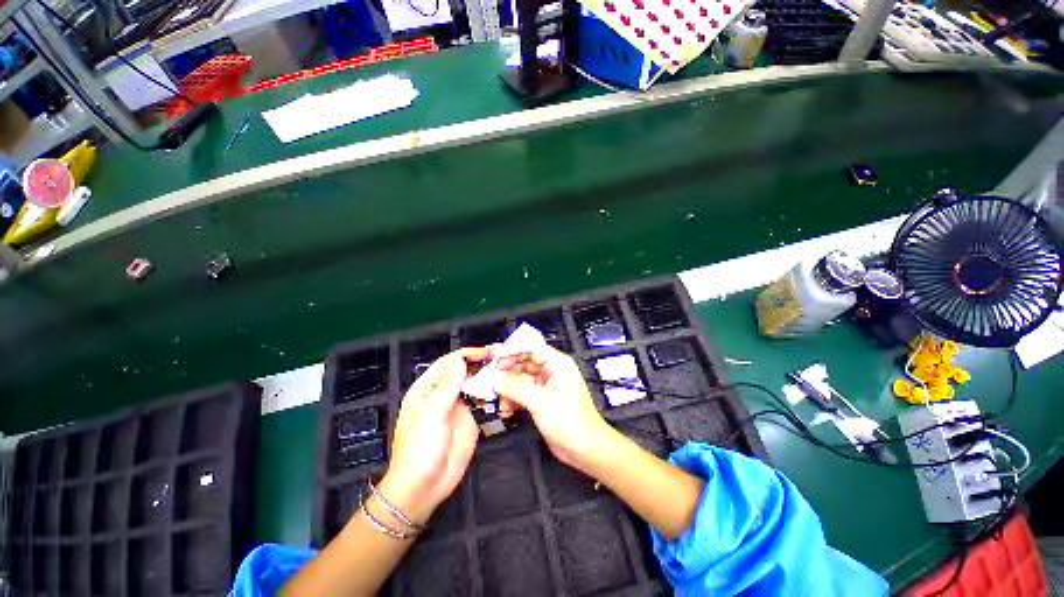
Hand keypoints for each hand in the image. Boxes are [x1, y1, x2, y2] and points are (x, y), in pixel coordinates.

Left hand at [379, 347, 491, 524]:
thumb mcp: (432, 414)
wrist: (424, 487)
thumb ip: (447, 385)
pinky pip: (483, 401)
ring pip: (475, 383)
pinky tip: (504, 390)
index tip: (487, 352)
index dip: (468, 354)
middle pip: (464, 370)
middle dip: (482, 362)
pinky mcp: (470, 419)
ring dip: (489, 376)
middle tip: (502, 358)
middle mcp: (444, 393)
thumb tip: (459, 359)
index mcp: (428, 387)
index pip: (449, 362)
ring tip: (507, 370)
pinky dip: (493, 393)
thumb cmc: (420, 449)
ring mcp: (458, 405)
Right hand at [496, 345, 614, 473]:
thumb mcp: (540, 402)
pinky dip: (513, 399)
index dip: (511, 352)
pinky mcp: (542, 399)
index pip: (530, 348)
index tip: (494, 360)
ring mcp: (547, 385)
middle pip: (523, 362)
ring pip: (520, 378)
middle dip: (506, 373)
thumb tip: (496, 377)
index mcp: (557, 363)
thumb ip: (516, 387)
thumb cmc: (572, 423)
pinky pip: (523, 392)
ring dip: (508, 389)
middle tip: (490, 381)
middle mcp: (552, 370)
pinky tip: (507, 410)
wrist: (585, 450)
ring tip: (500, 402)